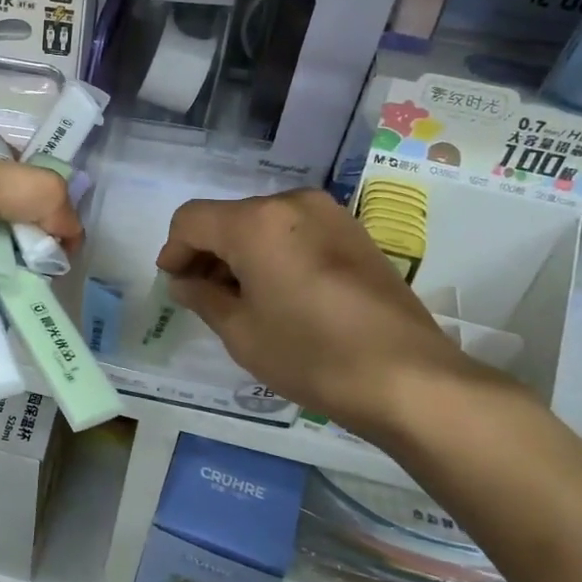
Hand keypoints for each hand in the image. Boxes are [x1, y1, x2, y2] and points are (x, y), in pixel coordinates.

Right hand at [156, 189, 498, 444]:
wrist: (407, 377)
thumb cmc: (310, 354)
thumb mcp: (241, 332)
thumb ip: (202, 297)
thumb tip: (185, 281)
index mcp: (256, 222)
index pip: (192, 219)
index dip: (174, 250)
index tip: (174, 285)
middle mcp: (292, 203)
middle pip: (229, 217)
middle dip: (208, 252)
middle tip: (204, 297)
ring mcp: (329, 214)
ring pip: (263, 223)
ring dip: (241, 253)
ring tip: (243, 299)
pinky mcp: (354, 233)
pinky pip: (296, 232)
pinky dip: (274, 253)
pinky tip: (281, 293)